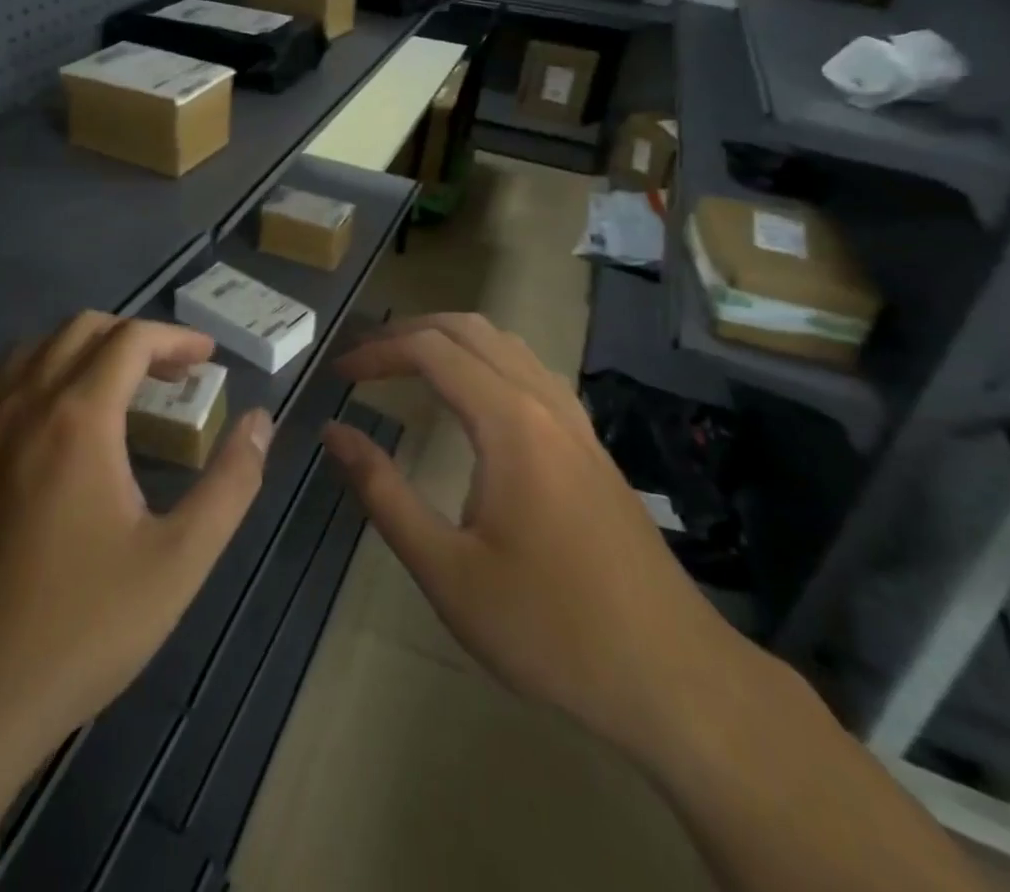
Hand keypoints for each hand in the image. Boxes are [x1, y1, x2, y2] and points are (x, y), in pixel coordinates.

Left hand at [0, 312, 273, 774]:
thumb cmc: (77, 629)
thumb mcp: (177, 562)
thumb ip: (229, 484)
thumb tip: (261, 423)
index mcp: (77, 417)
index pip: (131, 340)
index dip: (176, 338)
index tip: (208, 357)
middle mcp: (22, 403)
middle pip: (80, 330)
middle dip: (133, 337)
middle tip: (172, 374)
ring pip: (33, 350)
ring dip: (82, 350)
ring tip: (116, 389)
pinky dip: (36, 375)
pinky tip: (50, 422)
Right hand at [323, 313, 754, 763]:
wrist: (674, 679)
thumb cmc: (550, 628)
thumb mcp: (446, 570)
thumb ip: (383, 492)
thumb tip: (334, 432)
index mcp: (510, 422)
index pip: (430, 350)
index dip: (378, 352)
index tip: (338, 374)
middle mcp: (545, 403)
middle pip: (468, 330)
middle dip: (408, 332)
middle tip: (363, 358)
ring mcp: (576, 422)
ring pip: (506, 343)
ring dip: (449, 340)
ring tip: (407, 363)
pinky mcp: (592, 445)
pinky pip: (531, 370)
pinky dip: (485, 359)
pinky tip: (473, 397)